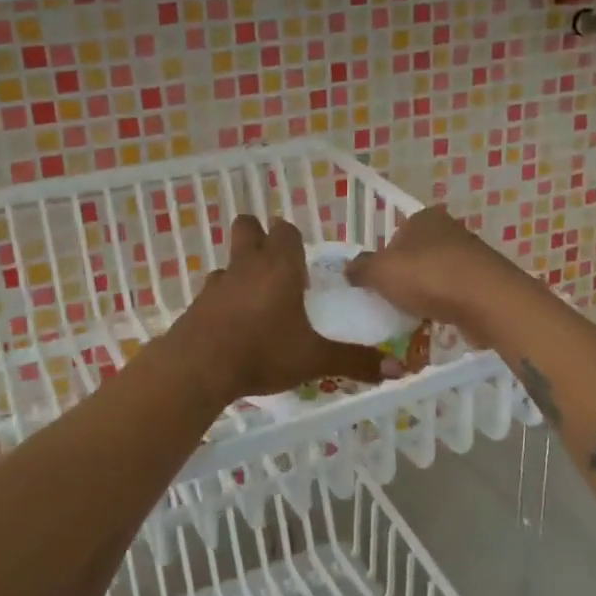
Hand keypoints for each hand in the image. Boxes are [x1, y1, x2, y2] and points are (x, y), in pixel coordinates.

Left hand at [175, 216, 392, 400]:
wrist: (198, 367)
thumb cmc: (263, 352)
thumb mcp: (314, 359)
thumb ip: (354, 361)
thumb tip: (398, 369)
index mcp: (279, 266)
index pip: (285, 230)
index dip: (293, 239)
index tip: (302, 261)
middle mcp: (247, 265)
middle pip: (248, 227)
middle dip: (259, 237)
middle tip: (276, 267)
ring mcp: (217, 282)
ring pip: (230, 261)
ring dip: (242, 272)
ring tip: (257, 302)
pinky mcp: (197, 303)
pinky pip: (214, 291)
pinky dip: (224, 300)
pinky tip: (234, 327)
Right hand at [345, 207, 525, 348]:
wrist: (488, 301)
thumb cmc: (429, 277)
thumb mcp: (381, 272)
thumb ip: (360, 269)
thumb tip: (349, 269)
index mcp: (423, 218)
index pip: (395, 234)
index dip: (384, 259)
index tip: (378, 283)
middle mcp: (449, 229)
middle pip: (416, 255)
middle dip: (405, 276)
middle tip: (392, 300)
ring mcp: (471, 254)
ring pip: (437, 274)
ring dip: (426, 292)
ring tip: (414, 314)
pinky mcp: (485, 280)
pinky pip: (455, 292)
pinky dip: (445, 304)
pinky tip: (438, 319)